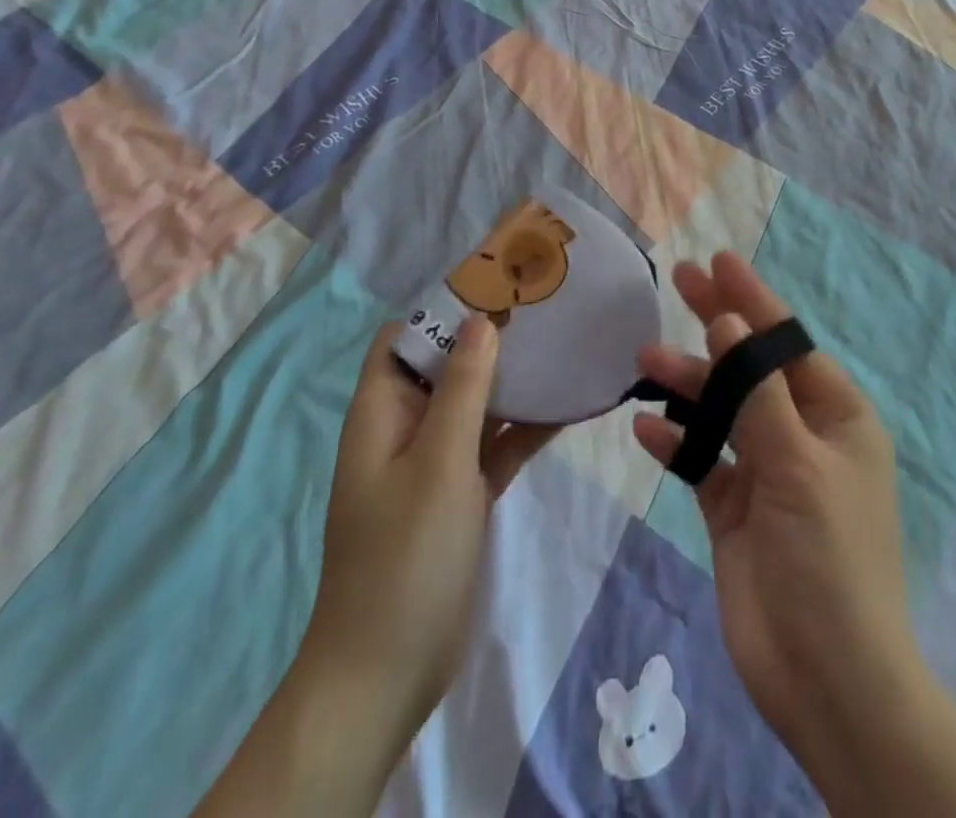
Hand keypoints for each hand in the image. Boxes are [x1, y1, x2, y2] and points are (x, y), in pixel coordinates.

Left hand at [199, 315, 555, 816]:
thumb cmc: (405, 556)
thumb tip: (481, 318)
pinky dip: (527, 426)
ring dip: (515, 379)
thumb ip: (463, 389)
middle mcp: (406, 427)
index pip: (405, 337)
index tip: (497, 282)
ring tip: (566, 343)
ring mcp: (436, 462)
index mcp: (383, 412)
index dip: (444, 306)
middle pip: (447, 364)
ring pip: (478, 403)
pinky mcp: (463, 492)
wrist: (388, 672)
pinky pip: (497, 444)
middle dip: (491, 336)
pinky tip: (572, 405)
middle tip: (546, 307)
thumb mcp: (437, 463)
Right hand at [630, 254, 916, 753]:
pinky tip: (646, 426)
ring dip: (687, 383)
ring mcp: (766, 471)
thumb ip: (758, 393)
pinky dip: (677, 441)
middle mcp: (802, 434)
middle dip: (718, 322)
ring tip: (645, 359)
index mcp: (836, 416)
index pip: (786, 342)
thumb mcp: (799, 465)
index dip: (753, 299)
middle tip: (679, 279)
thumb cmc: (829, 559)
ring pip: (721, 409)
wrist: (827, 681)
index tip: (719, 260)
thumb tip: (731, 322)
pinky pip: (702, 460)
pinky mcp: (734, 509)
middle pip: (752, 364)